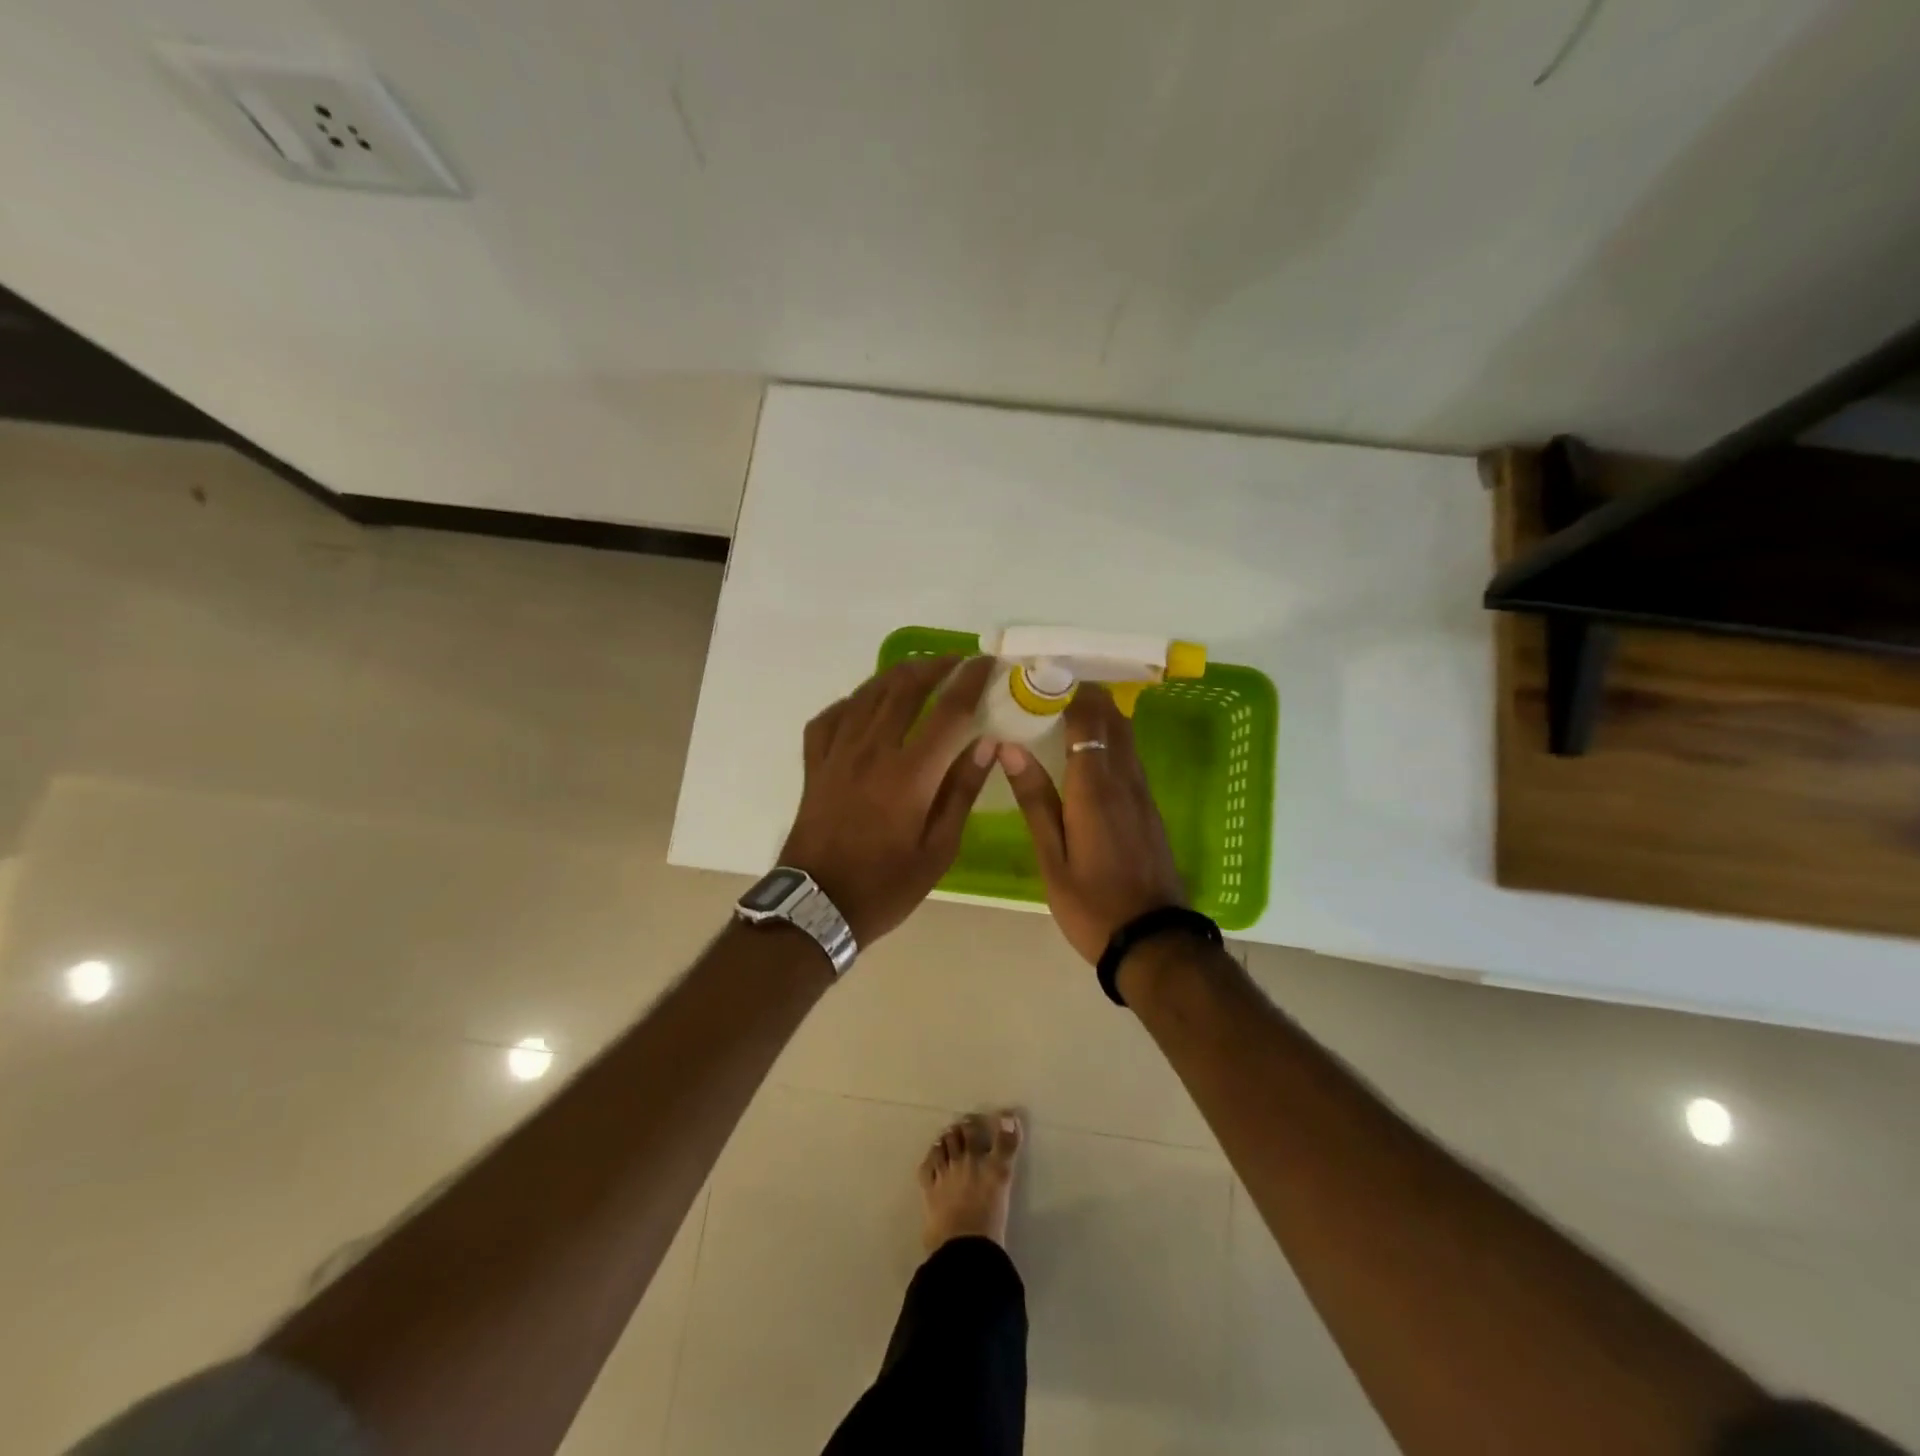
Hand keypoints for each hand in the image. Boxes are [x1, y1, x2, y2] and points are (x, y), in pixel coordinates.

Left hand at [780, 656, 997, 944]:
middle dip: (934, 667)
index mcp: (910, 774)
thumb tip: (987, 744)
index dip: (970, 680)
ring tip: (918, 671)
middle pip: (905, 689)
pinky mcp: (814, 764)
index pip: (948, 711)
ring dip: (896, 675)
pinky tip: (864, 704)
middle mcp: (872, 751)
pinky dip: (852, 702)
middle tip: (956, 662)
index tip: (986, 663)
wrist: (817, 906)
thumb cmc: (886, 885)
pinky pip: (831, 717)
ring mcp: (837, 754)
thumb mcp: (939, 850)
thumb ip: (962, 792)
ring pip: (867, 694)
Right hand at [998, 684, 1187, 963]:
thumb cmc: (1092, 905)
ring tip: (1064, 708)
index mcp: (1094, 788)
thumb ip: (1035, 800)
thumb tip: (1010, 748)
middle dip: (1084, 695)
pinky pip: (1130, 758)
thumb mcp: (1052, 858)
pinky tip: (1089, 748)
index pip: (1086, 719)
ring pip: (1125, 736)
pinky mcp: (1150, 809)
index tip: (1040, 675)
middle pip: (1112, 719)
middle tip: (1047, 687)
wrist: (1153, 942)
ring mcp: (1142, 794)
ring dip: (1100, 715)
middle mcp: (1124, 780)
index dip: (1067, 691)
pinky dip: (1110, 739)